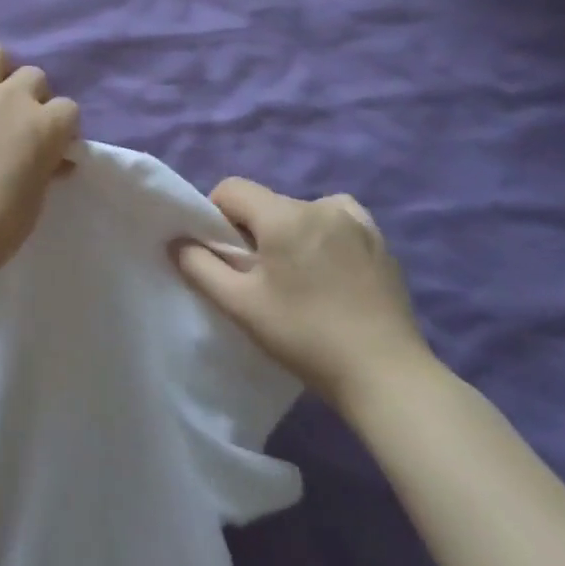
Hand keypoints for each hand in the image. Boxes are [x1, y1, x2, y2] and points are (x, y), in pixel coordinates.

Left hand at [0, 42, 80, 278]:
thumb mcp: (37, 198)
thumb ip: (47, 168)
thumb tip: (56, 160)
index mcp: (46, 124)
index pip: (68, 109)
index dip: (61, 128)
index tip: (51, 148)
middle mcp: (12, 97)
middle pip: (34, 76)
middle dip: (32, 98)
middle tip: (17, 125)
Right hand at [171, 178, 430, 408]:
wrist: (386, 376)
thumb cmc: (305, 336)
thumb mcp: (240, 305)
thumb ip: (200, 266)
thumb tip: (178, 242)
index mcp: (284, 216)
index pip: (231, 189)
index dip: (216, 215)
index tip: (224, 254)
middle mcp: (321, 206)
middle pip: (266, 202)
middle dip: (253, 229)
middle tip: (258, 276)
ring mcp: (356, 222)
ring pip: (301, 211)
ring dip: (288, 231)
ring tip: (296, 276)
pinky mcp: (380, 241)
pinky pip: (338, 220)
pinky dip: (324, 233)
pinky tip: (328, 269)